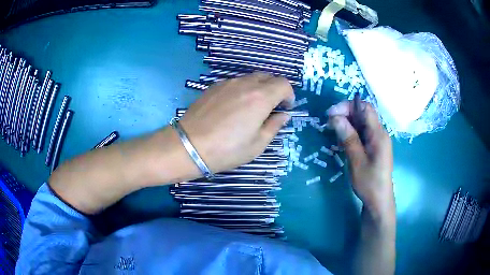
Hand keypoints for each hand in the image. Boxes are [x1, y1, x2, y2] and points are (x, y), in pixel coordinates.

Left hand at [179, 73, 294, 173]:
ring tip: (251, 107)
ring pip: (250, 78)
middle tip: (271, 107)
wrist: (189, 145)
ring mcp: (227, 83)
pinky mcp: (213, 86)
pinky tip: (233, 106)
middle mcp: (245, 84)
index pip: (283, 84)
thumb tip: (283, 115)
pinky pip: (235, 82)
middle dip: (275, 89)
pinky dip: (242, 89)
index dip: (289, 95)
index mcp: (261, 97)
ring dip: (258, 88)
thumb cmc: (227, 150)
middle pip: (268, 77)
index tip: (285, 108)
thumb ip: (274, 126)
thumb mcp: (257, 145)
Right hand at [327, 101, 393, 218]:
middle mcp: (380, 133)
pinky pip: (362, 133)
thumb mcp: (357, 161)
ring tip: (334, 133)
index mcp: (379, 134)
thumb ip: (348, 138)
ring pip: (361, 123)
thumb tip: (336, 117)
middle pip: (363, 113)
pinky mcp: (374, 146)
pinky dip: (351, 133)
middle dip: (345, 114)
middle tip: (329, 124)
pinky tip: (342, 142)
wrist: (379, 200)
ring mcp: (377, 140)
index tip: (331, 115)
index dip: (347, 106)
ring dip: (347, 124)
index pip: (365, 108)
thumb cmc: (369, 183)